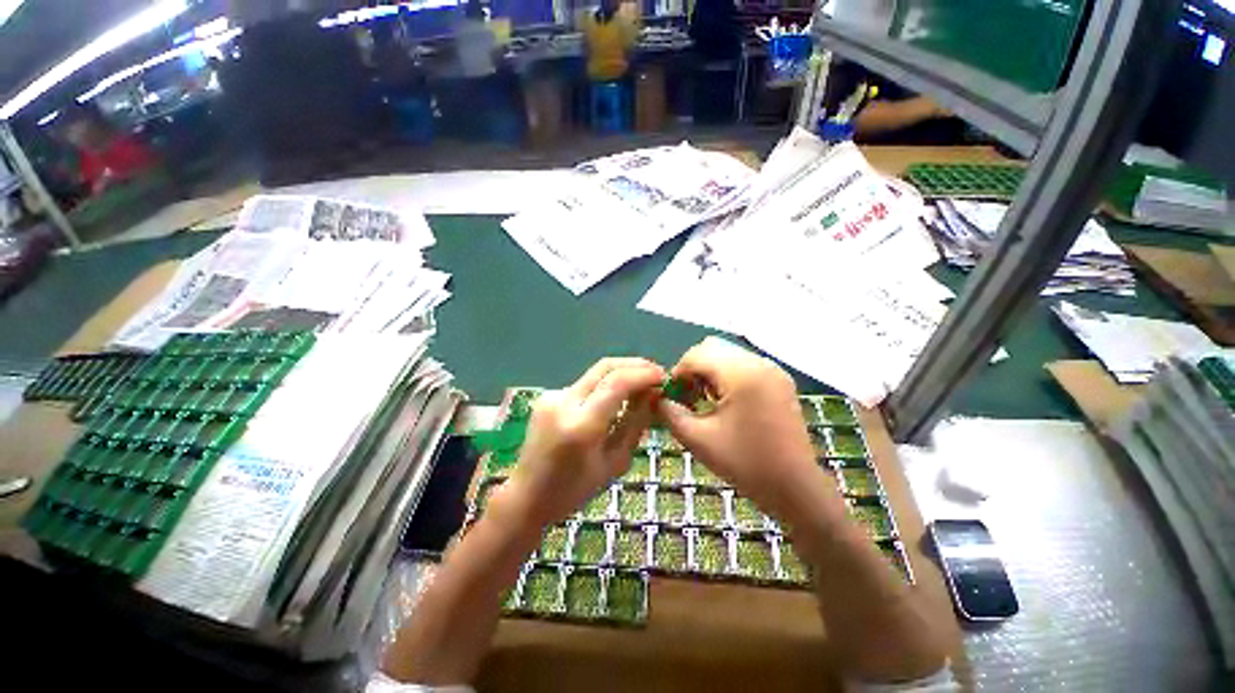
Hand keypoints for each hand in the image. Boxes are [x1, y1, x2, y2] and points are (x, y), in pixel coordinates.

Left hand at [493, 358, 664, 531]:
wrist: (527, 496)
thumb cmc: (574, 490)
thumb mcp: (615, 462)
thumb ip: (636, 423)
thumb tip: (653, 394)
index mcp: (582, 426)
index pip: (617, 382)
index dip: (643, 374)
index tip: (663, 377)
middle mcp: (564, 403)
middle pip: (605, 367)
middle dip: (635, 365)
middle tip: (655, 374)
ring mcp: (552, 396)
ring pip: (595, 374)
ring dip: (620, 374)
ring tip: (639, 386)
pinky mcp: (547, 396)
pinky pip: (584, 385)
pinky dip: (604, 386)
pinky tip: (613, 400)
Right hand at [657, 338, 838, 523]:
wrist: (795, 487)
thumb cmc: (744, 464)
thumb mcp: (697, 439)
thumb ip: (669, 413)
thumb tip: (658, 397)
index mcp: (740, 374)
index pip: (696, 355)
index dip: (677, 373)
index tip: (672, 397)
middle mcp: (758, 363)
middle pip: (712, 347)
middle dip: (693, 368)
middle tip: (688, 397)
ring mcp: (772, 369)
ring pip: (727, 353)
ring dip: (709, 370)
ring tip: (705, 400)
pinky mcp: (778, 379)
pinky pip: (743, 363)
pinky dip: (726, 374)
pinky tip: (724, 401)